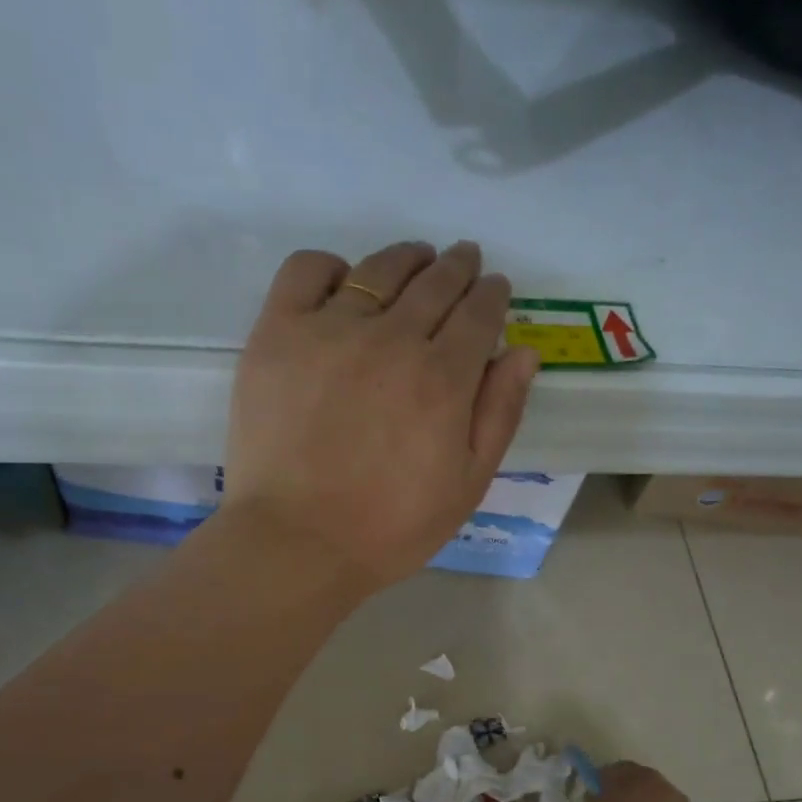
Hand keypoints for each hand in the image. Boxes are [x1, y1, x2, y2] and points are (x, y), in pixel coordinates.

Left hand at [218, 241, 541, 591]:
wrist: (297, 542)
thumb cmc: (389, 528)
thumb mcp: (466, 486)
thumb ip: (499, 415)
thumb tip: (522, 352)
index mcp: (443, 378)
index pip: (479, 313)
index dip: (492, 295)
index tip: (495, 289)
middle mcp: (392, 338)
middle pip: (435, 283)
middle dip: (458, 268)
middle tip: (464, 262)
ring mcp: (330, 330)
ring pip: (379, 269)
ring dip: (408, 258)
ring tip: (417, 260)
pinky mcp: (278, 333)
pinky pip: (307, 271)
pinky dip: (333, 266)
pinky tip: (345, 281)